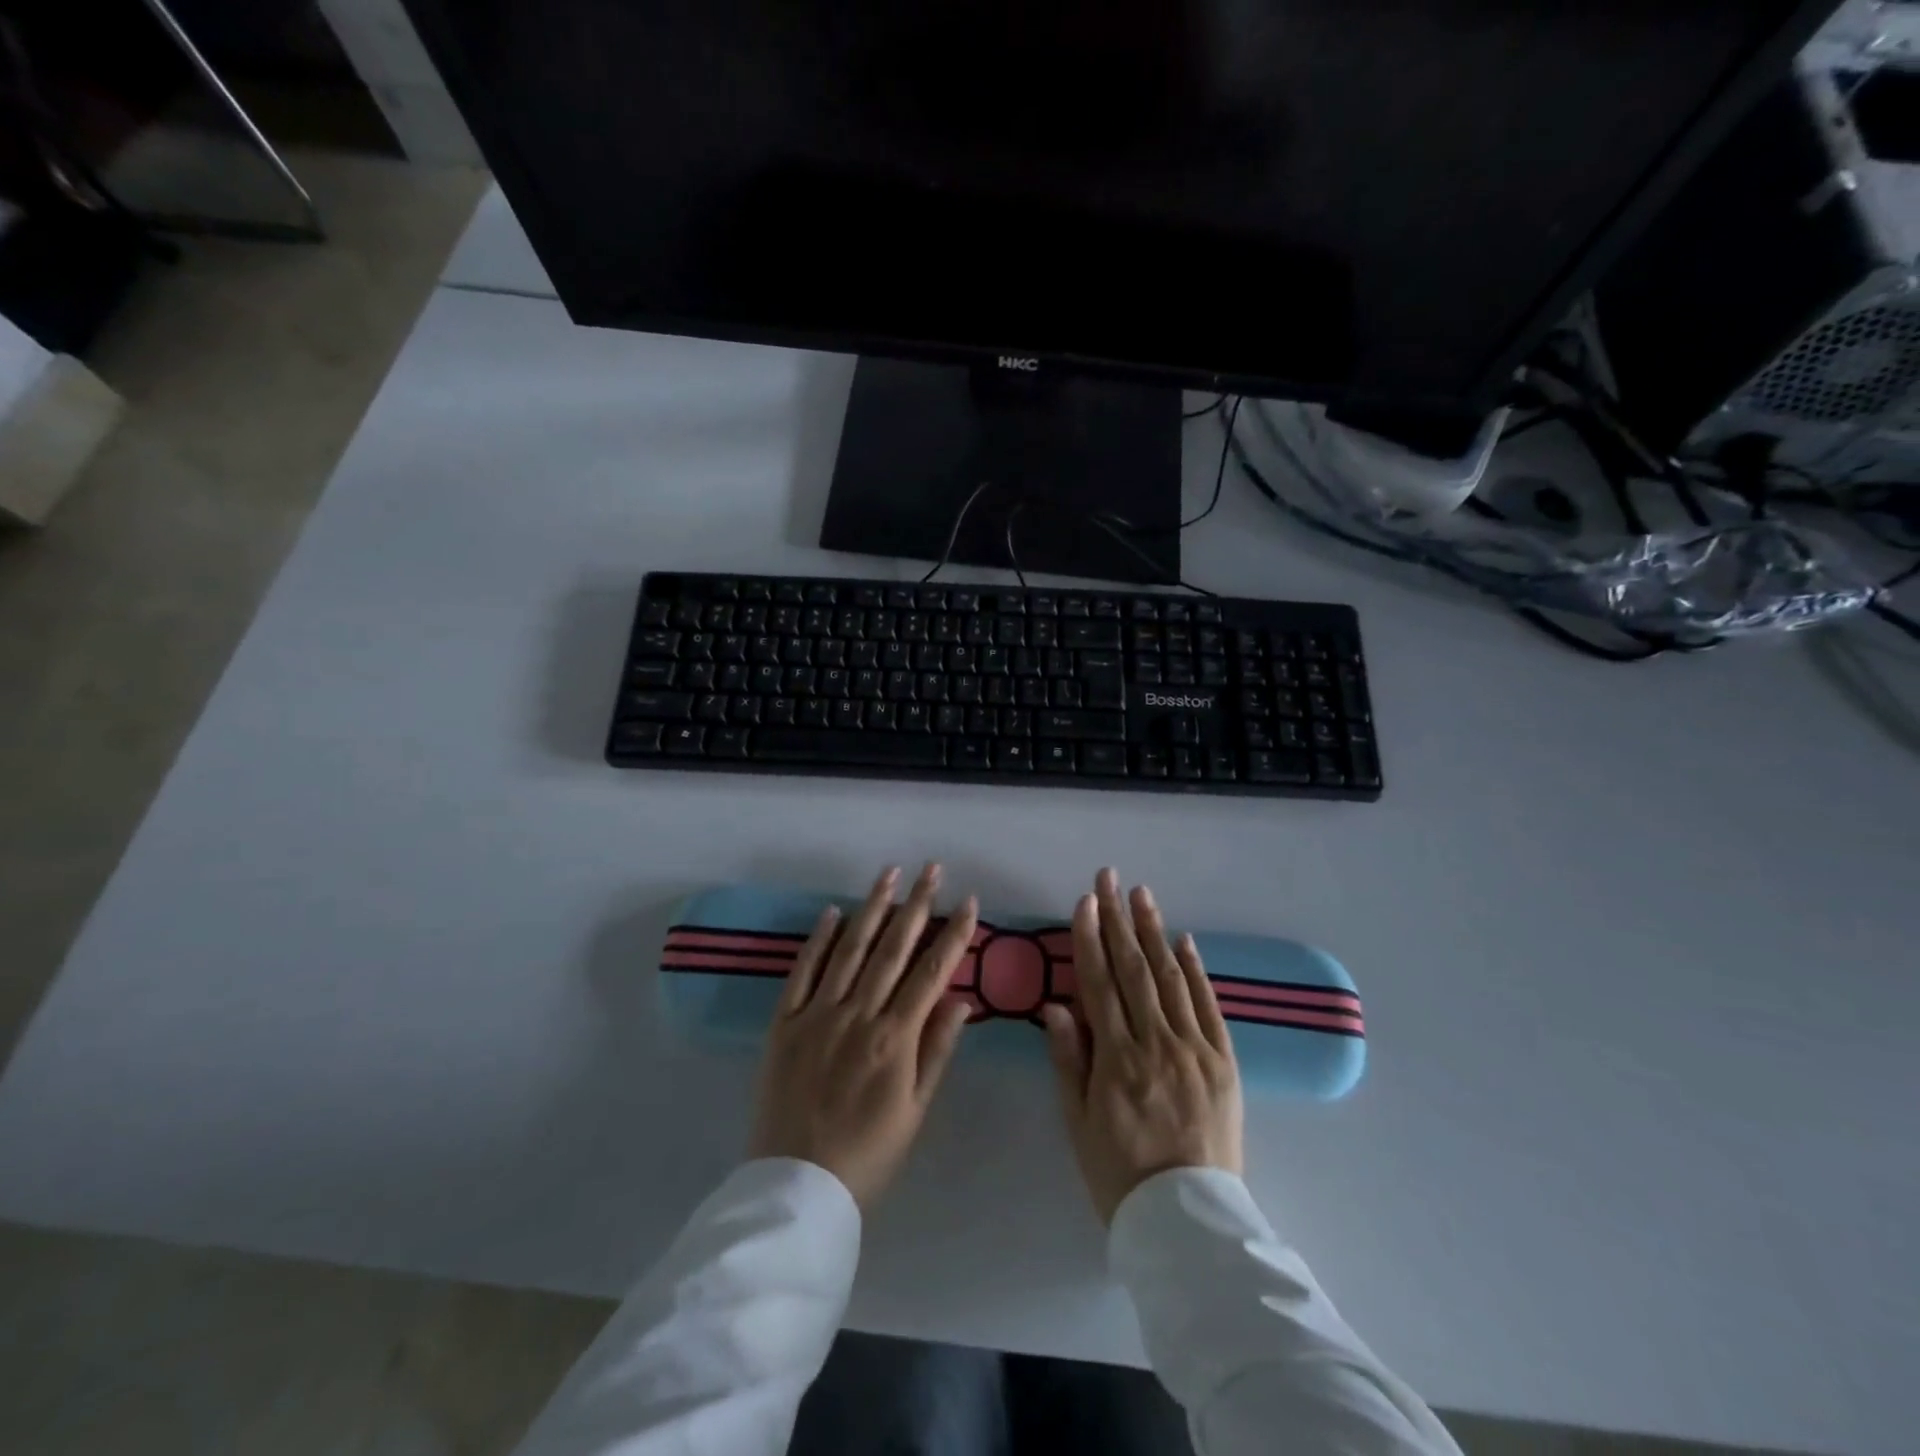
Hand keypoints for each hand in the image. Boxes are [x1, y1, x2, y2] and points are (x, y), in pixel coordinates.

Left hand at [749, 863, 978, 1209]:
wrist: (796, 1187)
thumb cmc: (868, 1155)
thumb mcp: (914, 1110)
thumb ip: (937, 1050)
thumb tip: (962, 999)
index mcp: (894, 1038)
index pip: (931, 972)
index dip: (953, 934)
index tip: (969, 901)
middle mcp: (858, 1015)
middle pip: (893, 949)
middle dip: (916, 905)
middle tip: (931, 869)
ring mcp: (817, 1014)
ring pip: (850, 950)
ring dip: (872, 908)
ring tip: (889, 873)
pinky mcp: (784, 1022)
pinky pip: (802, 972)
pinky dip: (818, 940)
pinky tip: (833, 912)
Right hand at [1042, 868, 1243, 1223]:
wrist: (1189, 1220)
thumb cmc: (1120, 1173)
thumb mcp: (1079, 1122)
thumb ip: (1068, 1059)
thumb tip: (1055, 1004)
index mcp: (1115, 1058)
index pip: (1099, 983)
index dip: (1090, 938)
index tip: (1085, 901)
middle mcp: (1156, 1043)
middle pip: (1133, 969)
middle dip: (1119, 919)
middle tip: (1110, 878)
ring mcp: (1194, 1050)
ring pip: (1170, 978)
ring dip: (1153, 932)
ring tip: (1142, 894)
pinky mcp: (1224, 1062)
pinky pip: (1208, 1007)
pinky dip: (1196, 970)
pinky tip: (1183, 940)